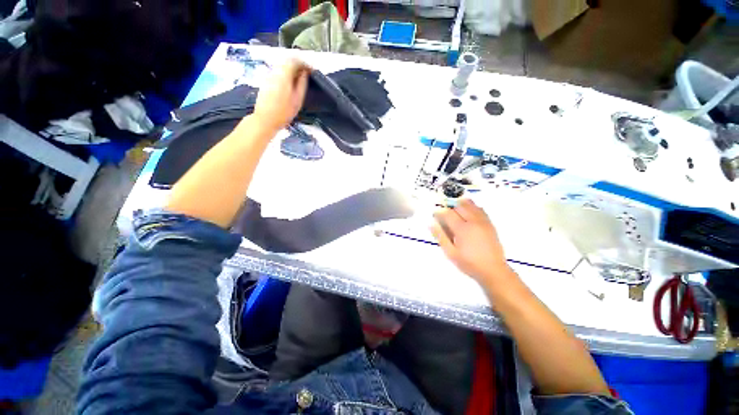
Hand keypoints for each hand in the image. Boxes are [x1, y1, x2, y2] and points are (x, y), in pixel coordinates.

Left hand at [253, 58, 310, 132]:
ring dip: (292, 70)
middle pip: (287, 61)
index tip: (311, 70)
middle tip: (306, 74)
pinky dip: (285, 75)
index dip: (305, 64)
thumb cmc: (283, 112)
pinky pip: (277, 72)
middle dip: (298, 65)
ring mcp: (268, 76)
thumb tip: (305, 73)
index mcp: (284, 75)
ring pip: (282, 67)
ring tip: (299, 80)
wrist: (265, 119)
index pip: (295, 61)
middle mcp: (275, 72)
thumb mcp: (297, 100)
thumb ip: (302, 84)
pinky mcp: (266, 81)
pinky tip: (290, 85)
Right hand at [430, 199, 509, 283]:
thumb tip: (431, 223)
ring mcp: (483, 222)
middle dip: (450, 207)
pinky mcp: (490, 224)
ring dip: (461, 204)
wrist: (493, 271)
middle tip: (445, 214)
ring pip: (471, 205)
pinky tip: (468, 211)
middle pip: (459, 206)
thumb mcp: (450, 253)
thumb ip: (440, 237)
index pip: (448, 213)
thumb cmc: (469, 263)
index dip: (439, 212)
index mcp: (462, 229)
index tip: (435, 215)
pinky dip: (472, 207)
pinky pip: (480, 209)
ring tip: (455, 210)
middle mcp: (473, 222)